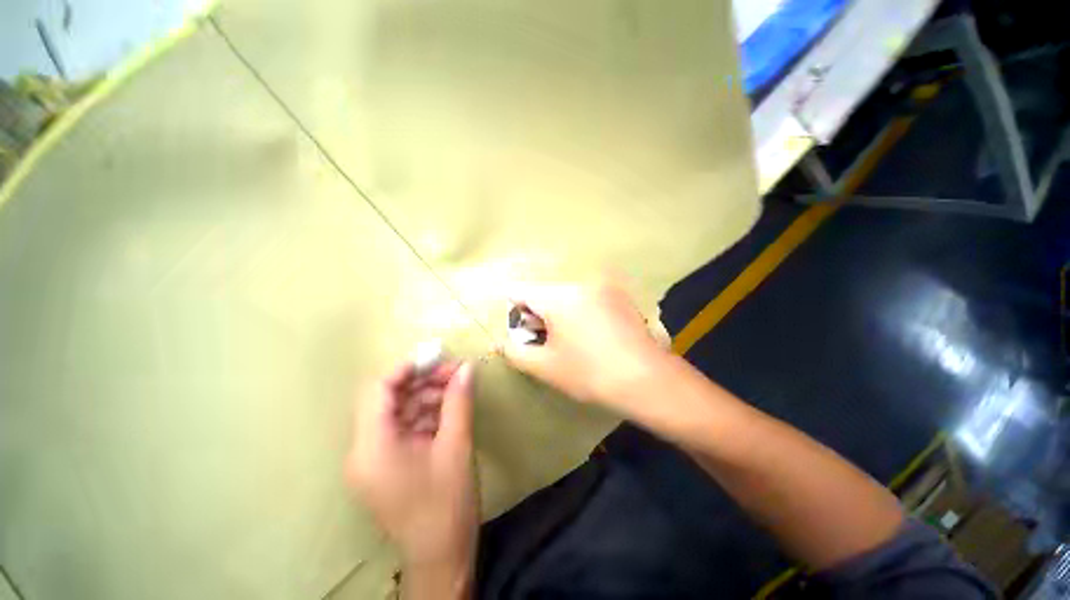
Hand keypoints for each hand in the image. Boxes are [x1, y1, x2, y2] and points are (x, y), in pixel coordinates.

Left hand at [346, 359, 478, 577]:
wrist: (442, 557)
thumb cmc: (447, 505)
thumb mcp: (457, 446)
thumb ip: (459, 401)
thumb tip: (467, 366)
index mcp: (372, 447)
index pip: (379, 390)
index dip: (406, 367)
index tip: (437, 355)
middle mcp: (365, 449)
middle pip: (390, 398)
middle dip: (423, 380)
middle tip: (456, 370)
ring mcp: (375, 457)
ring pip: (400, 411)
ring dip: (428, 395)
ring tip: (458, 386)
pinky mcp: (388, 463)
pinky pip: (405, 427)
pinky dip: (427, 413)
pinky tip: (450, 407)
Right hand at [503, 282, 666, 409]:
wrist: (648, 380)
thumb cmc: (590, 373)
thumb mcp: (545, 367)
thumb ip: (515, 352)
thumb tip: (502, 342)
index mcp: (558, 297)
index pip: (520, 291)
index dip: (512, 309)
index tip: (518, 329)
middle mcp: (580, 284)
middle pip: (545, 293)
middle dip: (536, 315)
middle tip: (542, 341)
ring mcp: (603, 288)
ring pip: (566, 296)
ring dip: (558, 314)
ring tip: (567, 341)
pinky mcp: (620, 297)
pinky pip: (587, 299)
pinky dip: (578, 312)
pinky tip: (590, 336)